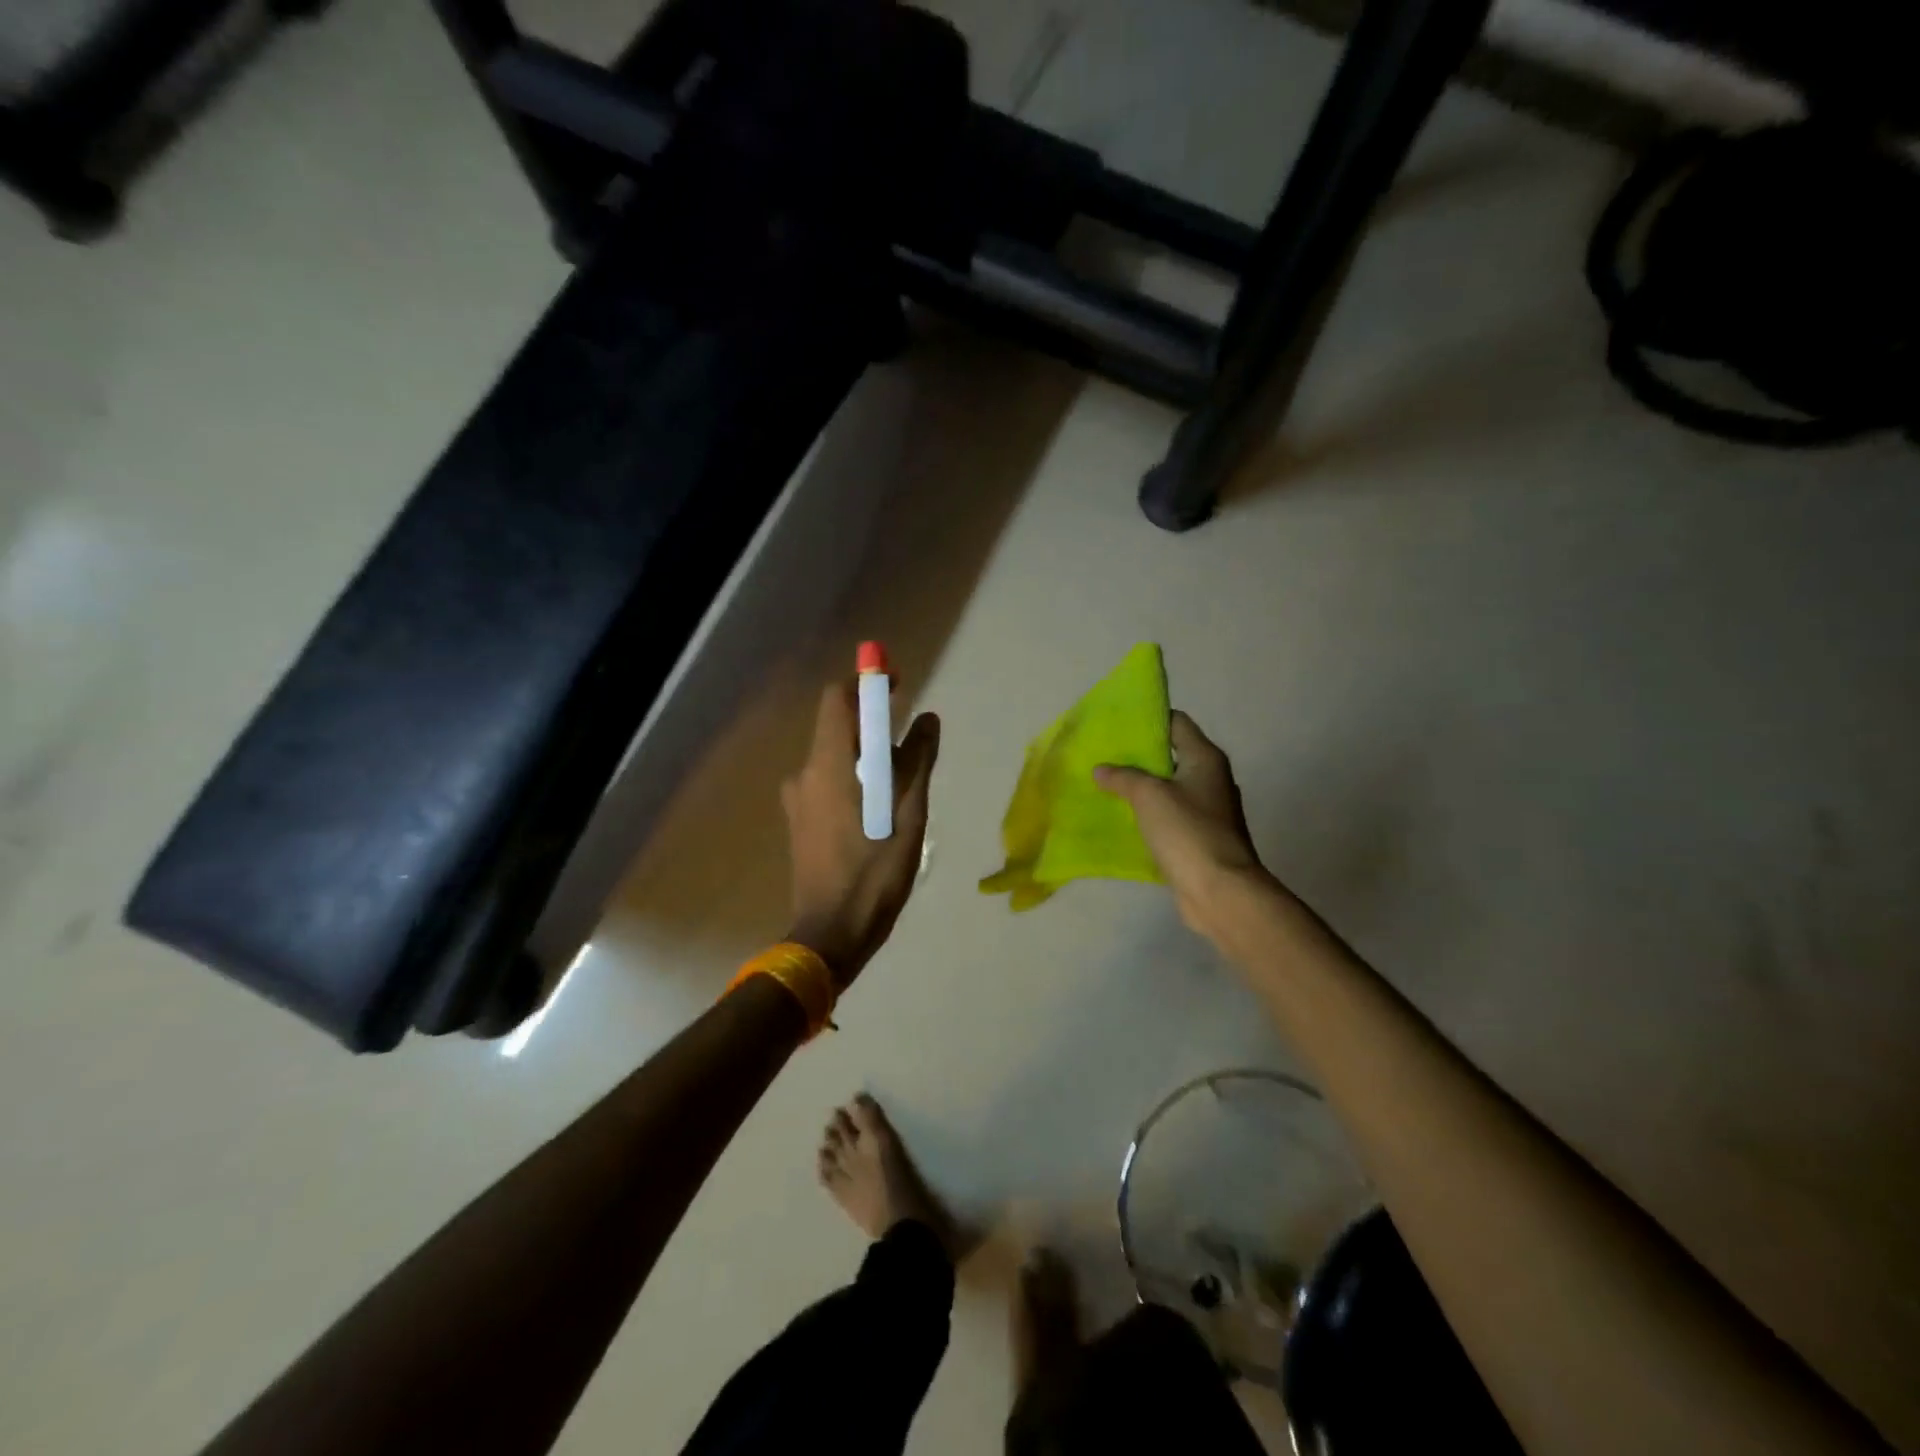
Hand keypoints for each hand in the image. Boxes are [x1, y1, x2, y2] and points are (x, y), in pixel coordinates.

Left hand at [783, 679, 939, 988]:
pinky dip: (853, 779)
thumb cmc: (874, 874)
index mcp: (830, 765)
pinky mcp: (799, 821)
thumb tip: (927, 720)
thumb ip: (917, 761)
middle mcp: (806, 773)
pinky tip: (876, 812)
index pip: (837, 699)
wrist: (830, 934)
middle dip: (874, 725)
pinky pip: (827, 782)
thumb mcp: (909, 815)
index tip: (897, 687)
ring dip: (866, 757)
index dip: (866, 684)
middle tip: (911, 746)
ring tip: (900, 787)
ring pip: (835, 758)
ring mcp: (798, 799)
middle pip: (838, 727)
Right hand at [1093, 711, 1266, 938]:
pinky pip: (1168, 816)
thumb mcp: (1149, 795)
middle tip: (1103, 754)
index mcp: (1205, 758)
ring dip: (1141, 786)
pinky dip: (1148, 813)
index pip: (1177, 723)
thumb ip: (1123, 777)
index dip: (1149, 719)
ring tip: (1105, 783)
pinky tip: (1121, 817)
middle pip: (1171, 755)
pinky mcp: (1198, 837)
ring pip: (1168, 788)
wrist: (1220, 890)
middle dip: (1138, 755)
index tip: (1117, 722)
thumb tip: (1101, 769)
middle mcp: (1210, 778)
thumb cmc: (1188, 831)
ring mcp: (1207, 810)